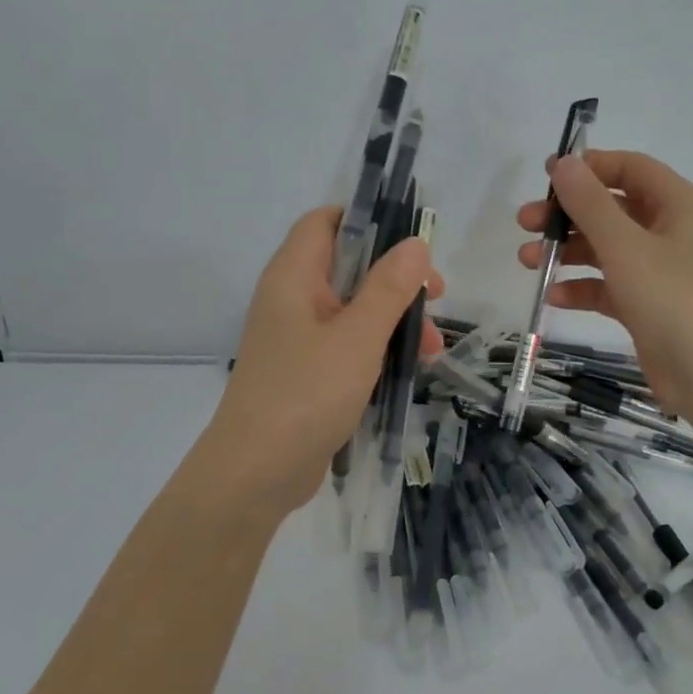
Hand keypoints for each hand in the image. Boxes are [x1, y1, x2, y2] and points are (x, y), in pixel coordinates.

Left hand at [206, 207, 444, 519]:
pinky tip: (410, 368)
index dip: (367, 221)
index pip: (325, 222)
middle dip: (395, 279)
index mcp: (294, 276)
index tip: (411, 241)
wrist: (256, 472)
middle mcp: (293, 299)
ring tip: (430, 347)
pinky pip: (348, 344)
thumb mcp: (358, 336)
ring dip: (394, 319)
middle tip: (435, 295)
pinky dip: (378, 348)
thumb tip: (415, 244)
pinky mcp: (308, 372)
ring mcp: (299, 338)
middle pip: (349, 266)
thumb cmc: (306, 392)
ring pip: (354, 309)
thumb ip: (389, 287)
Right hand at [517, 150, 692, 414]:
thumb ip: (590, 203)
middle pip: (612, 208)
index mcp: (679, 206)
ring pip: (606, 248)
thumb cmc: (673, 300)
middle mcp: (671, 232)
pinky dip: (582, 287)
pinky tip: (553, 296)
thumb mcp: (626, 247)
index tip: (546, 176)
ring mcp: (660, 271)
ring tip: (528, 260)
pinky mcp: (648, 305)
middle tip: (526, 222)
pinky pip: (609, 285)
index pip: (631, 168)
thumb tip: (564, 163)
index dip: (589, 167)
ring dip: (567, 250)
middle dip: (567, 214)